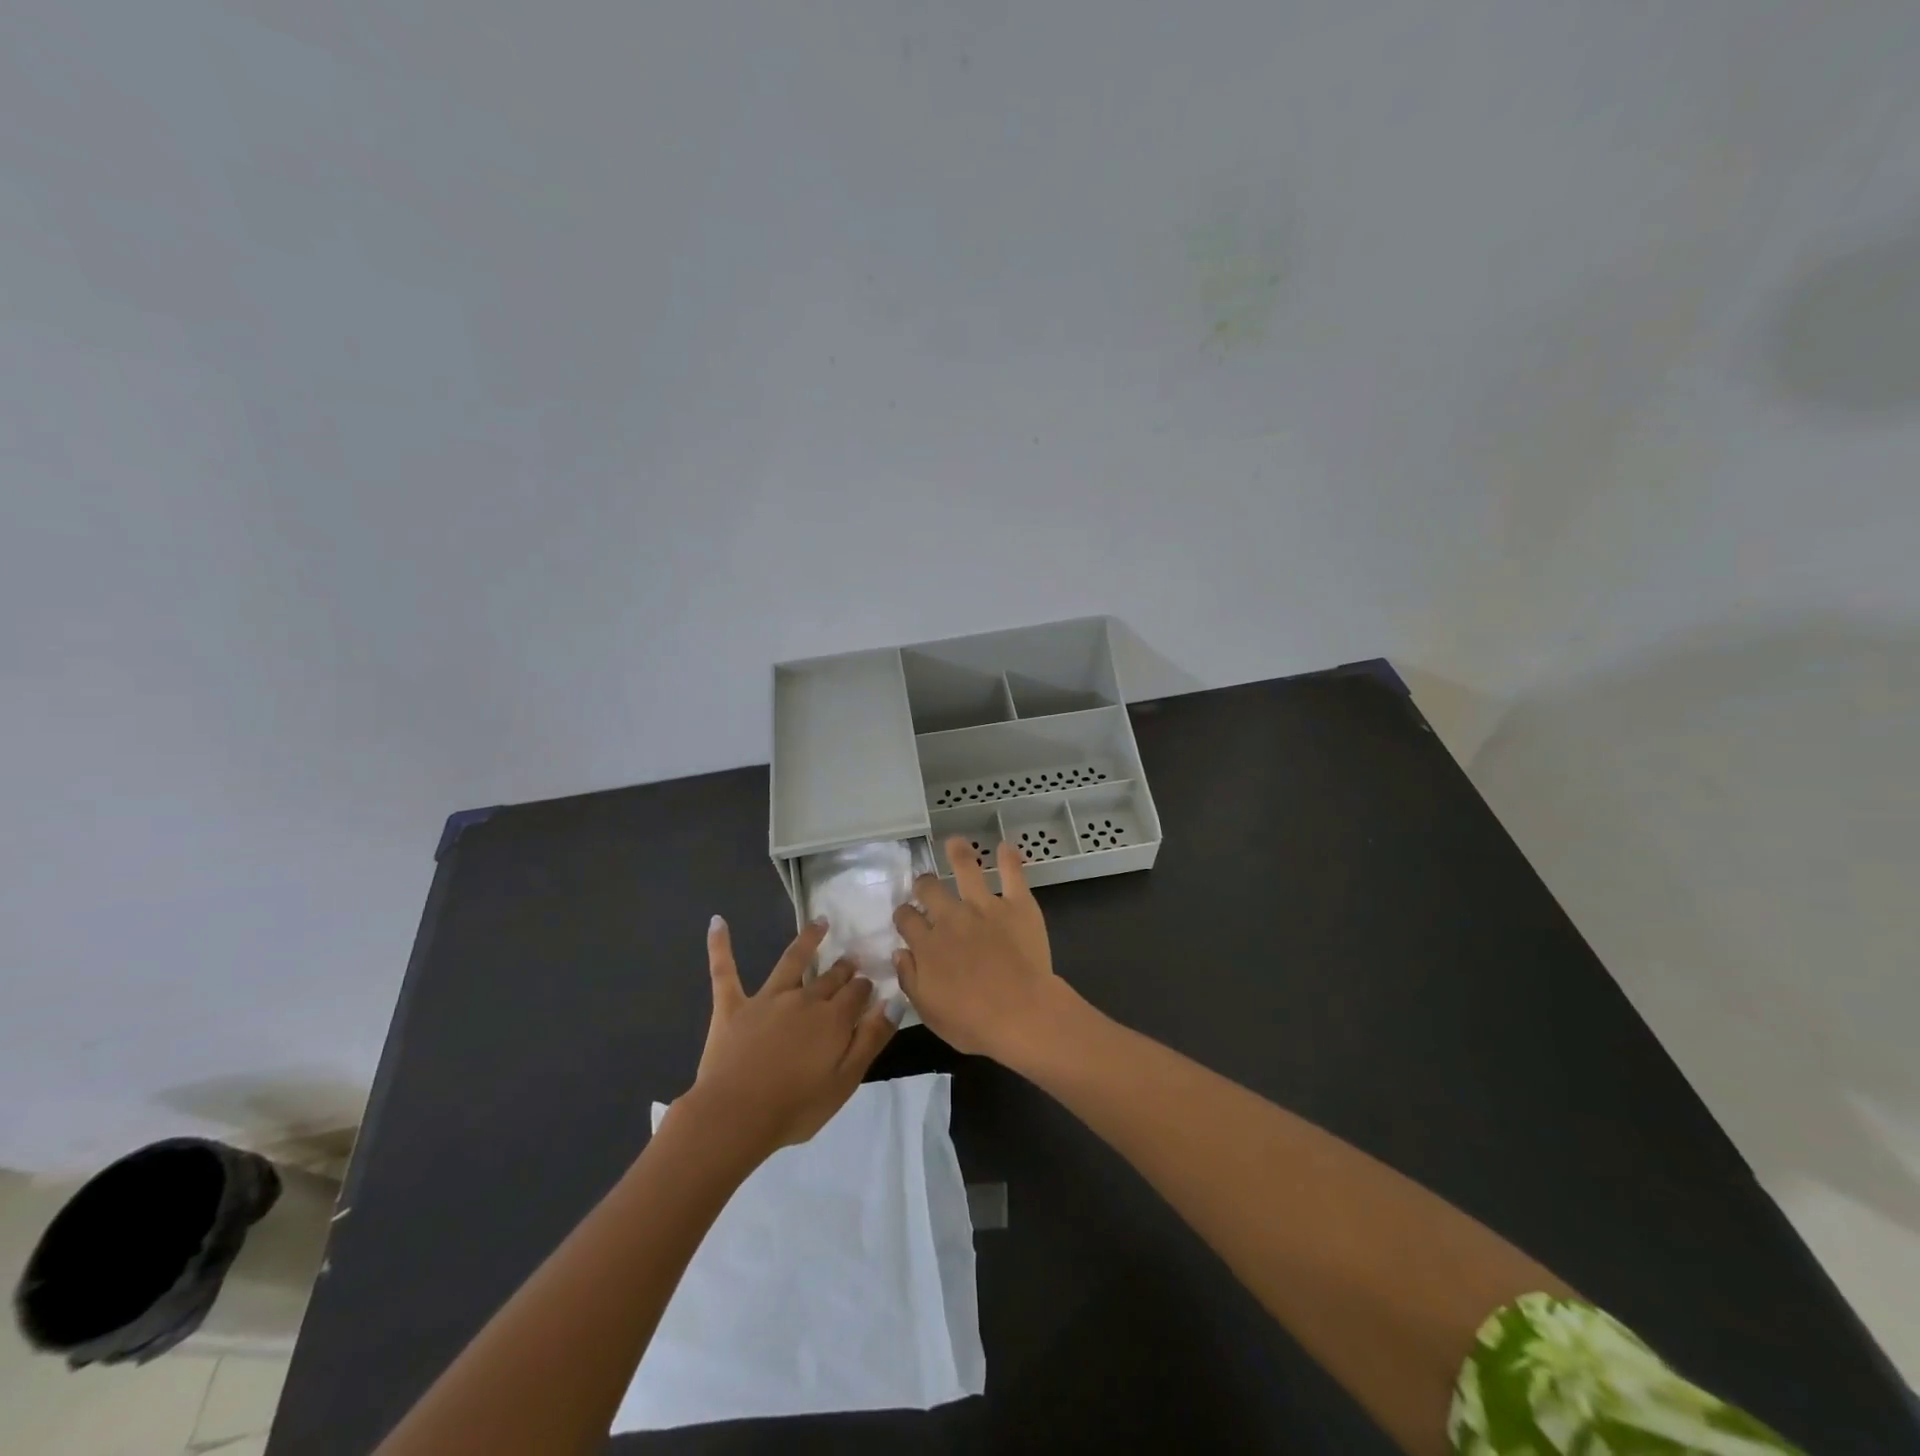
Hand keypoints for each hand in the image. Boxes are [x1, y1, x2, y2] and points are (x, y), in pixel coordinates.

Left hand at [686, 917, 895, 1156]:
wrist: (735, 1117)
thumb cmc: (795, 1107)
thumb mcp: (846, 1081)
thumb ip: (871, 1039)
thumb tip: (894, 1002)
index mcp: (833, 1018)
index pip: (858, 992)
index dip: (865, 988)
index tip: (870, 986)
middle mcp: (804, 998)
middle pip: (830, 977)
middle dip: (844, 967)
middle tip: (851, 959)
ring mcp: (767, 998)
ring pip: (791, 960)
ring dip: (808, 939)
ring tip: (820, 922)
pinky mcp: (732, 1006)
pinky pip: (725, 971)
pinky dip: (720, 945)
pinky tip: (716, 922)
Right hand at [891, 837, 1069, 1061]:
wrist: (1021, 1013)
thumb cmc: (973, 1022)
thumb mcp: (929, 1012)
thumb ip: (910, 979)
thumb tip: (899, 953)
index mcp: (927, 943)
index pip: (906, 918)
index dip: (904, 914)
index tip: (906, 917)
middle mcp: (951, 917)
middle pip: (929, 888)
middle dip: (924, 884)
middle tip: (926, 884)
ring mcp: (984, 906)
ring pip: (967, 869)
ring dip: (959, 853)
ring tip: (956, 842)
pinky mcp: (1017, 905)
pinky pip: (1013, 875)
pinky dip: (1010, 859)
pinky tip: (1006, 846)